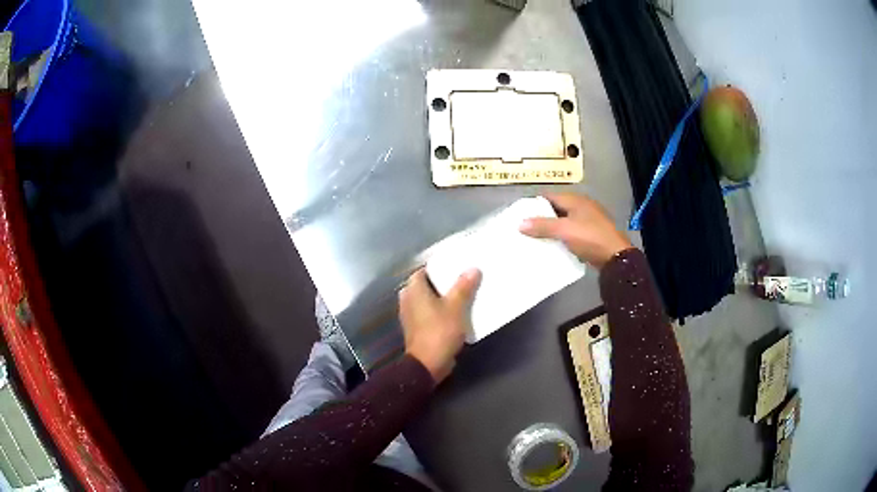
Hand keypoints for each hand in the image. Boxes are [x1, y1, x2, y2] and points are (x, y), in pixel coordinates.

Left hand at [399, 268, 480, 383]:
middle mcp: (408, 299)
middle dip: (443, 283)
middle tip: (462, 279)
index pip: (424, 270)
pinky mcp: (416, 328)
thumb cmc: (439, 331)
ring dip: (442, 298)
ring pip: (428, 300)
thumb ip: (463, 287)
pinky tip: (456, 312)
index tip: (456, 266)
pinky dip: (440, 311)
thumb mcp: (456, 307)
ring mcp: (410, 315)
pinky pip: (429, 313)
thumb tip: (473, 269)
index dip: (439, 267)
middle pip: (427, 285)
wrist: (428, 364)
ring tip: (463, 294)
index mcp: (413, 289)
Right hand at [519, 193, 631, 267]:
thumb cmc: (590, 238)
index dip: (535, 204)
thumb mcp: (564, 230)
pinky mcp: (591, 234)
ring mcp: (588, 220)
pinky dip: (561, 237)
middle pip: (556, 209)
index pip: (549, 196)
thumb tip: (520, 223)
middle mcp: (582, 206)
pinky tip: (553, 246)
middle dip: (541, 217)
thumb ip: (542, 226)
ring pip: (564, 221)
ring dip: (551, 229)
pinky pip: (571, 232)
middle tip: (525, 228)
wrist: (615, 257)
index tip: (520, 214)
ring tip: (535, 238)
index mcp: (575, 200)